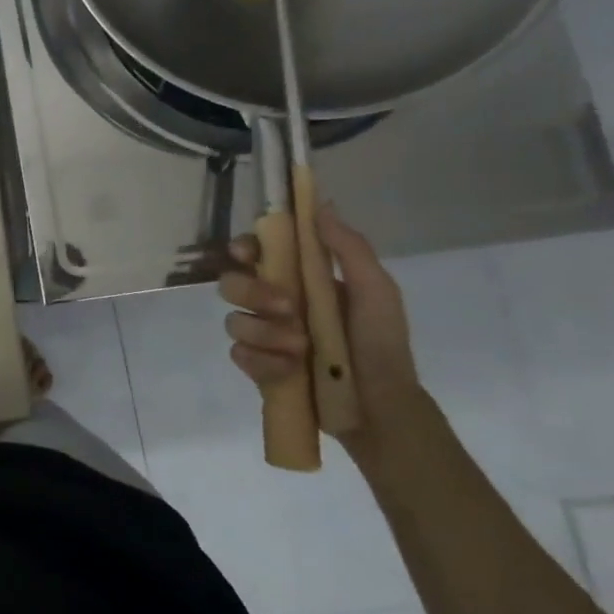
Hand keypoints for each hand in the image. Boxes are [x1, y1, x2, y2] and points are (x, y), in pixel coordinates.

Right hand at [218, 202, 431, 461]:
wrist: (381, 407)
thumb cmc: (381, 344)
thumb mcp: (377, 291)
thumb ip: (349, 248)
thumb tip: (322, 205)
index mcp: (299, 279)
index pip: (256, 252)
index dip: (243, 247)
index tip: (247, 253)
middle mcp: (273, 303)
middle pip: (231, 282)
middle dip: (252, 291)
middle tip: (287, 308)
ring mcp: (263, 336)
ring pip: (234, 320)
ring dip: (265, 332)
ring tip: (300, 350)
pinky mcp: (257, 367)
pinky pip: (239, 354)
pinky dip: (264, 361)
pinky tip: (289, 370)